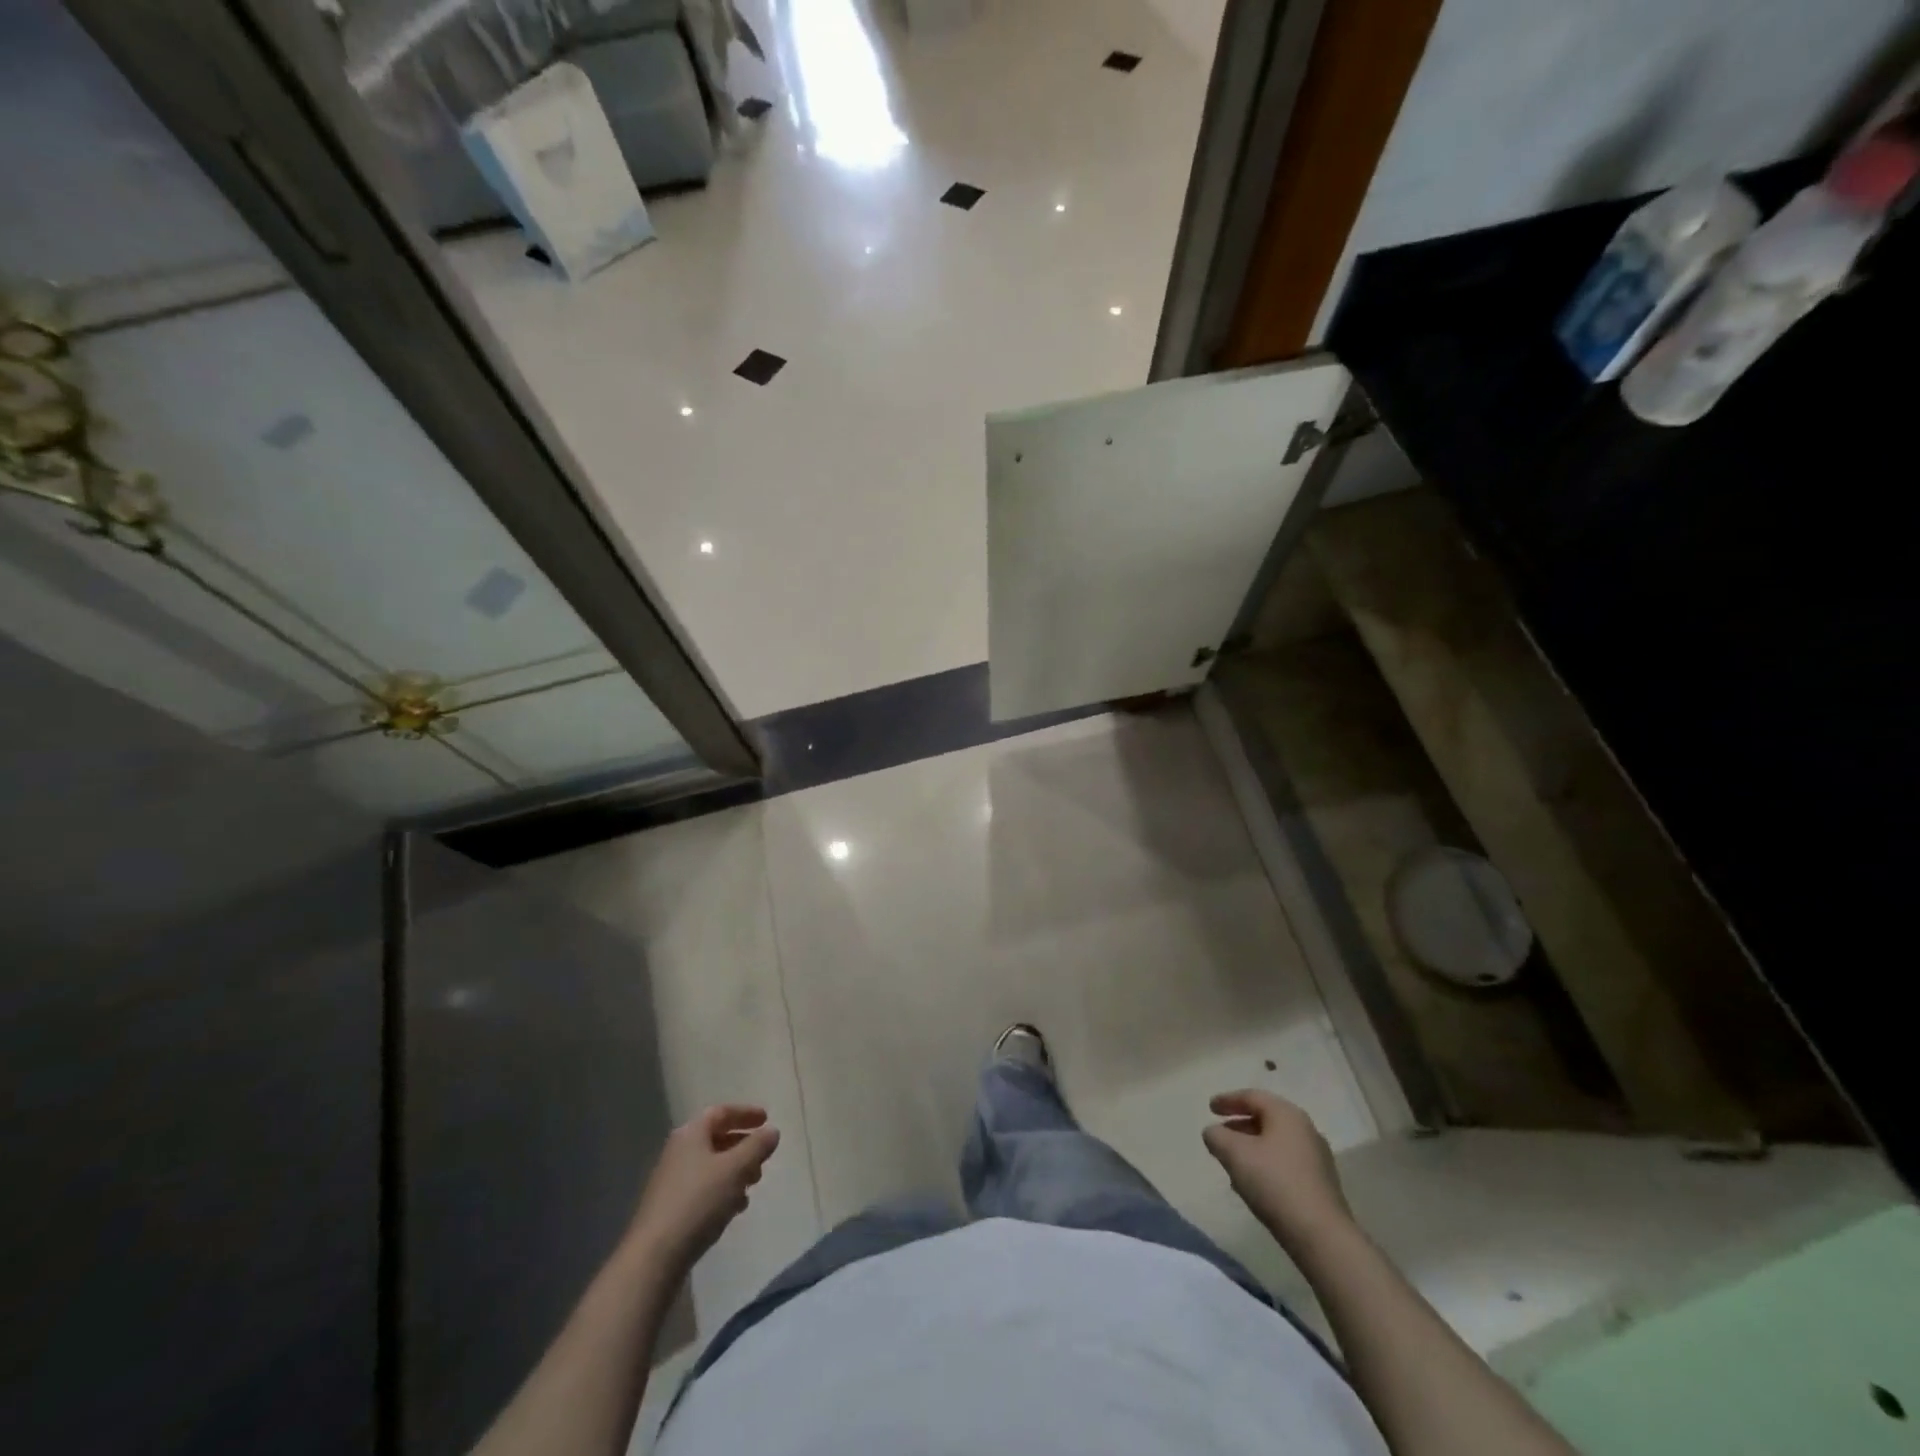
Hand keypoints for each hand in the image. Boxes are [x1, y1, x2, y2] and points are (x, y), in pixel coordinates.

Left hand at [630, 1105, 779, 1269]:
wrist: (654, 1257)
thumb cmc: (698, 1201)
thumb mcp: (736, 1169)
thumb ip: (757, 1146)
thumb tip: (772, 1131)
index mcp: (691, 1134)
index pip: (722, 1112)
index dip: (746, 1113)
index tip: (767, 1119)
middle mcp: (678, 1152)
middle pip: (716, 1139)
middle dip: (743, 1146)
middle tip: (763, 1158)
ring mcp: (671, 1181)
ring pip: (711, 1166)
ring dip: (734, 1171)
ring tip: (752, 1186)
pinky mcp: (670, 1208)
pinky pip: (702, 1189)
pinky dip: (722, 1191)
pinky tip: (734, 1209)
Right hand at [1203, 1089, 1350, 1248]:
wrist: (1321, 1236)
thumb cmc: (1275, 1183)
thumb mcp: (1234, 1154)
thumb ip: (1216, 1136)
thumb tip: (1214, 1133)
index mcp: (1287, 1114)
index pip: (1252, 1097)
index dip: (1228, 1100)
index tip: (1209, 1108)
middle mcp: (1306, 1130)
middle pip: (1266, 1119)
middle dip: (1239, 1126)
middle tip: (1220, 1135)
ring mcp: (1317, 1159)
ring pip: (1275, 1143)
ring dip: (1252, 1148)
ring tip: (1232, 1163)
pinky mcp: (1321, 1185)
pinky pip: (1286, 1164)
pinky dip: (1266, 1165)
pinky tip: (1254, 1185)